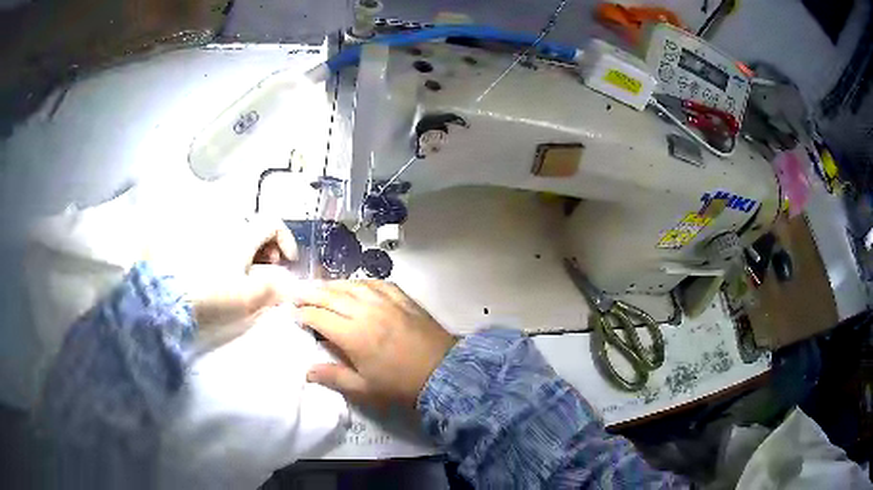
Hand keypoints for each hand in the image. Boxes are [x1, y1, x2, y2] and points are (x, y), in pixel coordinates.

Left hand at [185, 218, 298, 348]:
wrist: (172, 295)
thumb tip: (288, 285)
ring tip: (246, 273)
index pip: (273, 222)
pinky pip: (222, 240)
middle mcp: (228, 227)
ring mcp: (211, 233)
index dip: (286, 239)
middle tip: (267, 269)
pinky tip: (226, 273)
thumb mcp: (248, 297)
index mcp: (243, 235)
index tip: (287, 262)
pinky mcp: (196, 242)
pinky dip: (232, 252)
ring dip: (250, 250)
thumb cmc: (213, 294)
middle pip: (256, 227)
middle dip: (268, 246)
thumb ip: (273, 289)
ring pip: (239, 233)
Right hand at [294, 281, 456, 408]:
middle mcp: (366, 311)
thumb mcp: (364, 388)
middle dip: (310, 293)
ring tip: (319, 286)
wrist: (444, 372)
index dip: (302, 314)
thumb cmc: (401, 385)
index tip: (291, 313)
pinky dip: (360, 282)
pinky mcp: (402, 298)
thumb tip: (307, 371)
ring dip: (332, 284)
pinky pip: (376, 283)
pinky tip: (355, 285)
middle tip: (296, 293)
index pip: (319, 317)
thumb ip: (334, 377)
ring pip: (352, 285)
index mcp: (353, 335)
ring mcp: (386, 301)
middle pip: (331, 296)